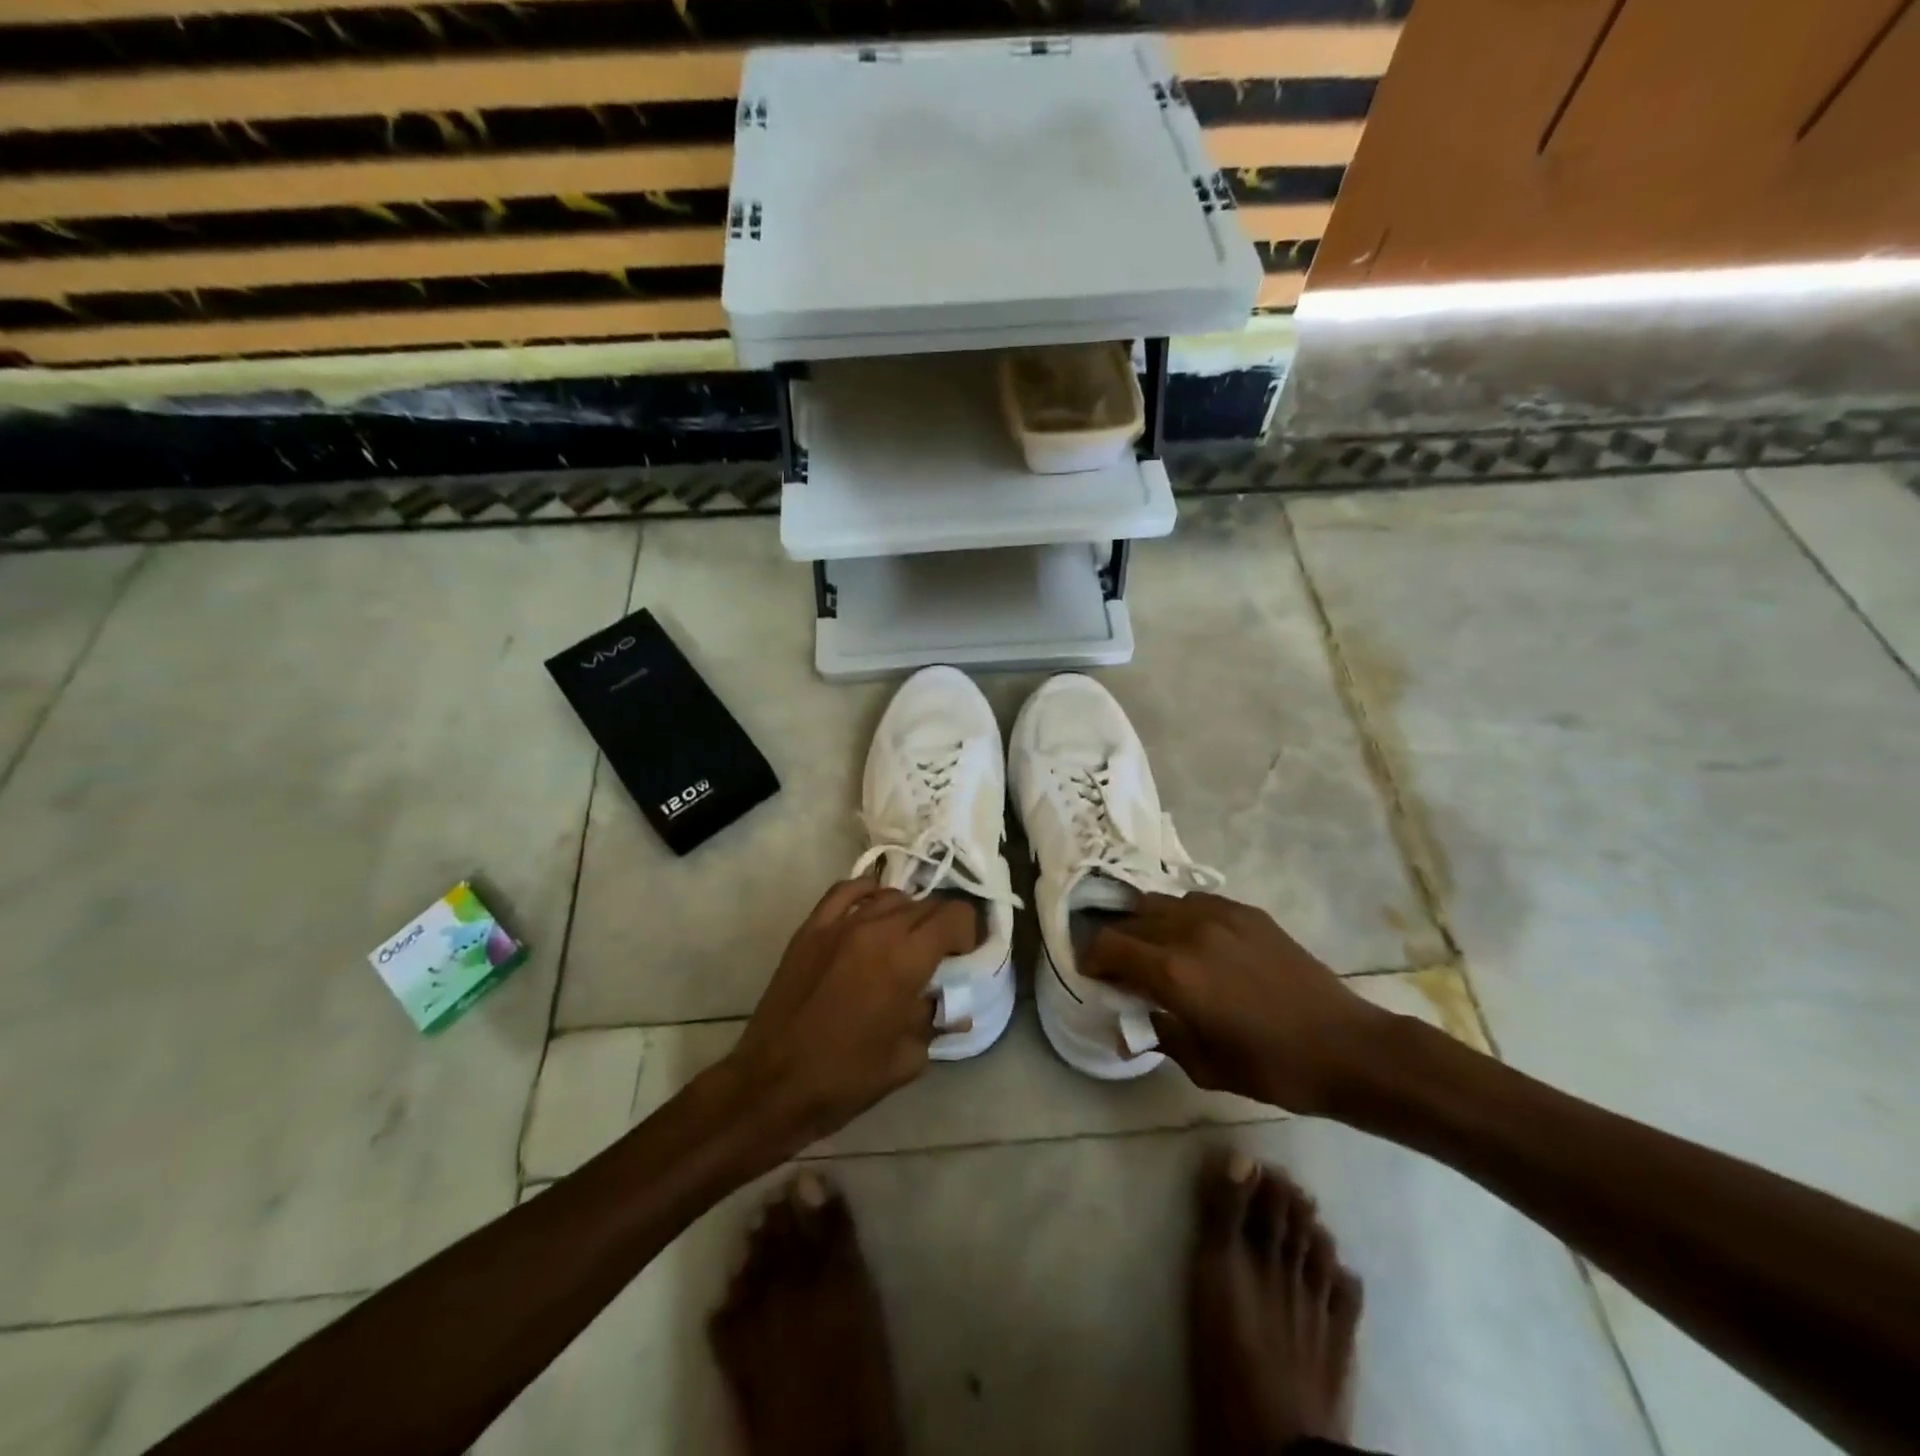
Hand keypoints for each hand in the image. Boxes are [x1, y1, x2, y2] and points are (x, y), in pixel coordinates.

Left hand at [724, 879, 977, 1148]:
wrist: (773, 1084)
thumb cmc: (846, 1079)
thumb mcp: (907, 1059)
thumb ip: (934, 1020)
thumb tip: (951, 1005)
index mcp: (906, 960)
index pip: (954, 916)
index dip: (968, 931)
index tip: (963, 956)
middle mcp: (877, 929)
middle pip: (925, 904)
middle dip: (941, 926)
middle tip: (939, 955)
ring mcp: (840, 923)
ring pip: (890, 896)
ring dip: (908, 914)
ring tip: (904, 941)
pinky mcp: (811, 928)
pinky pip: (847, 891)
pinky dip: (867, 893)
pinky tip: (872, 911)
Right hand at [1082, 891, 1391, 1115]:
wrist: (1346, 1047)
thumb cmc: (1271, 1067)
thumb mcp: (1204, 1065)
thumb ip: (1159, 1035)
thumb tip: (1131, 1023)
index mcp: (1173, 971)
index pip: (1109, 945)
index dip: (1091, 958)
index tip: (1092, 976)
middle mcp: (1189, 931)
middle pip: (1130, 920)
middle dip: (1116, 943)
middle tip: (1121, 969)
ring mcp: (1220, 915)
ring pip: (1160, 903)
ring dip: (1146, 925)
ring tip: (1155, 951)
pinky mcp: (1246, 912)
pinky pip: (1195, 902)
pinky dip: (1180, 917)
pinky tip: (1194, 942)